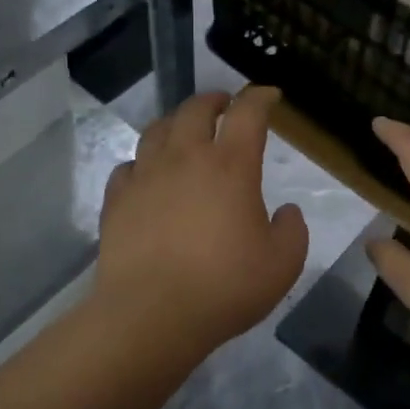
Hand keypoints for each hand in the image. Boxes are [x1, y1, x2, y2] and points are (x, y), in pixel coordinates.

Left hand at [95, 87, 309, 354]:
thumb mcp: (283, 264)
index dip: (260, 97)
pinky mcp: (117, 199)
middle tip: (223, 106)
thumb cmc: (225, 287)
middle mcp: (185, 159)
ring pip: (157, 130)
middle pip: (195, 109)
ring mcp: (145, 176)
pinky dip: (143, 162)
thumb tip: (285, 212)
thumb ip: (292, 230)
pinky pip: (129, 166)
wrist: (151, 314)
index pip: (248, 113)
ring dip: (175, 123)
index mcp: (231, 166)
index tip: (268, 94)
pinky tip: (147, 174)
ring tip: (183, 131)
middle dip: (213, 100)